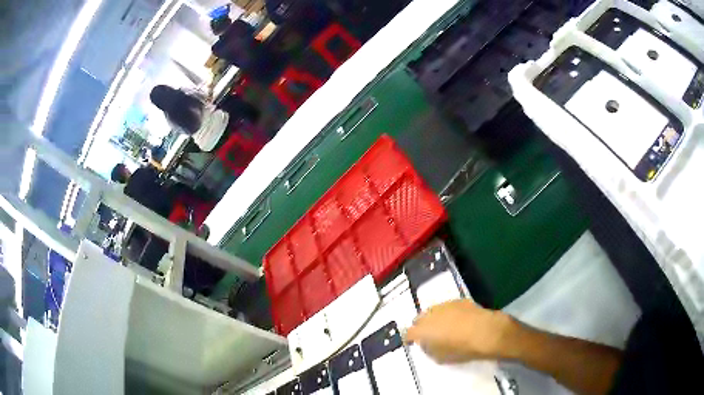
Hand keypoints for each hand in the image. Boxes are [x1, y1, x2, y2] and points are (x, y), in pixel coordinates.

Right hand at [404, 300, 514, 363]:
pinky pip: (448, 307)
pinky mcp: (459, 301)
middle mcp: (430, 315)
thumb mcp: (439, 357)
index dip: (410, 338)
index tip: (412, 342)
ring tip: (444, 327)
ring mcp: (445, 305)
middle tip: (429, 335)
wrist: (485, 332)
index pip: (408, 333)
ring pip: (434, 311)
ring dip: (435, 318)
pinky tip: (458, 320)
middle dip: (421, 326)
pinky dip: (449, 314)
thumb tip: (427, 343)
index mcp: (422, 330)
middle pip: (419, 319)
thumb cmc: (461, 349)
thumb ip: (429, 349)